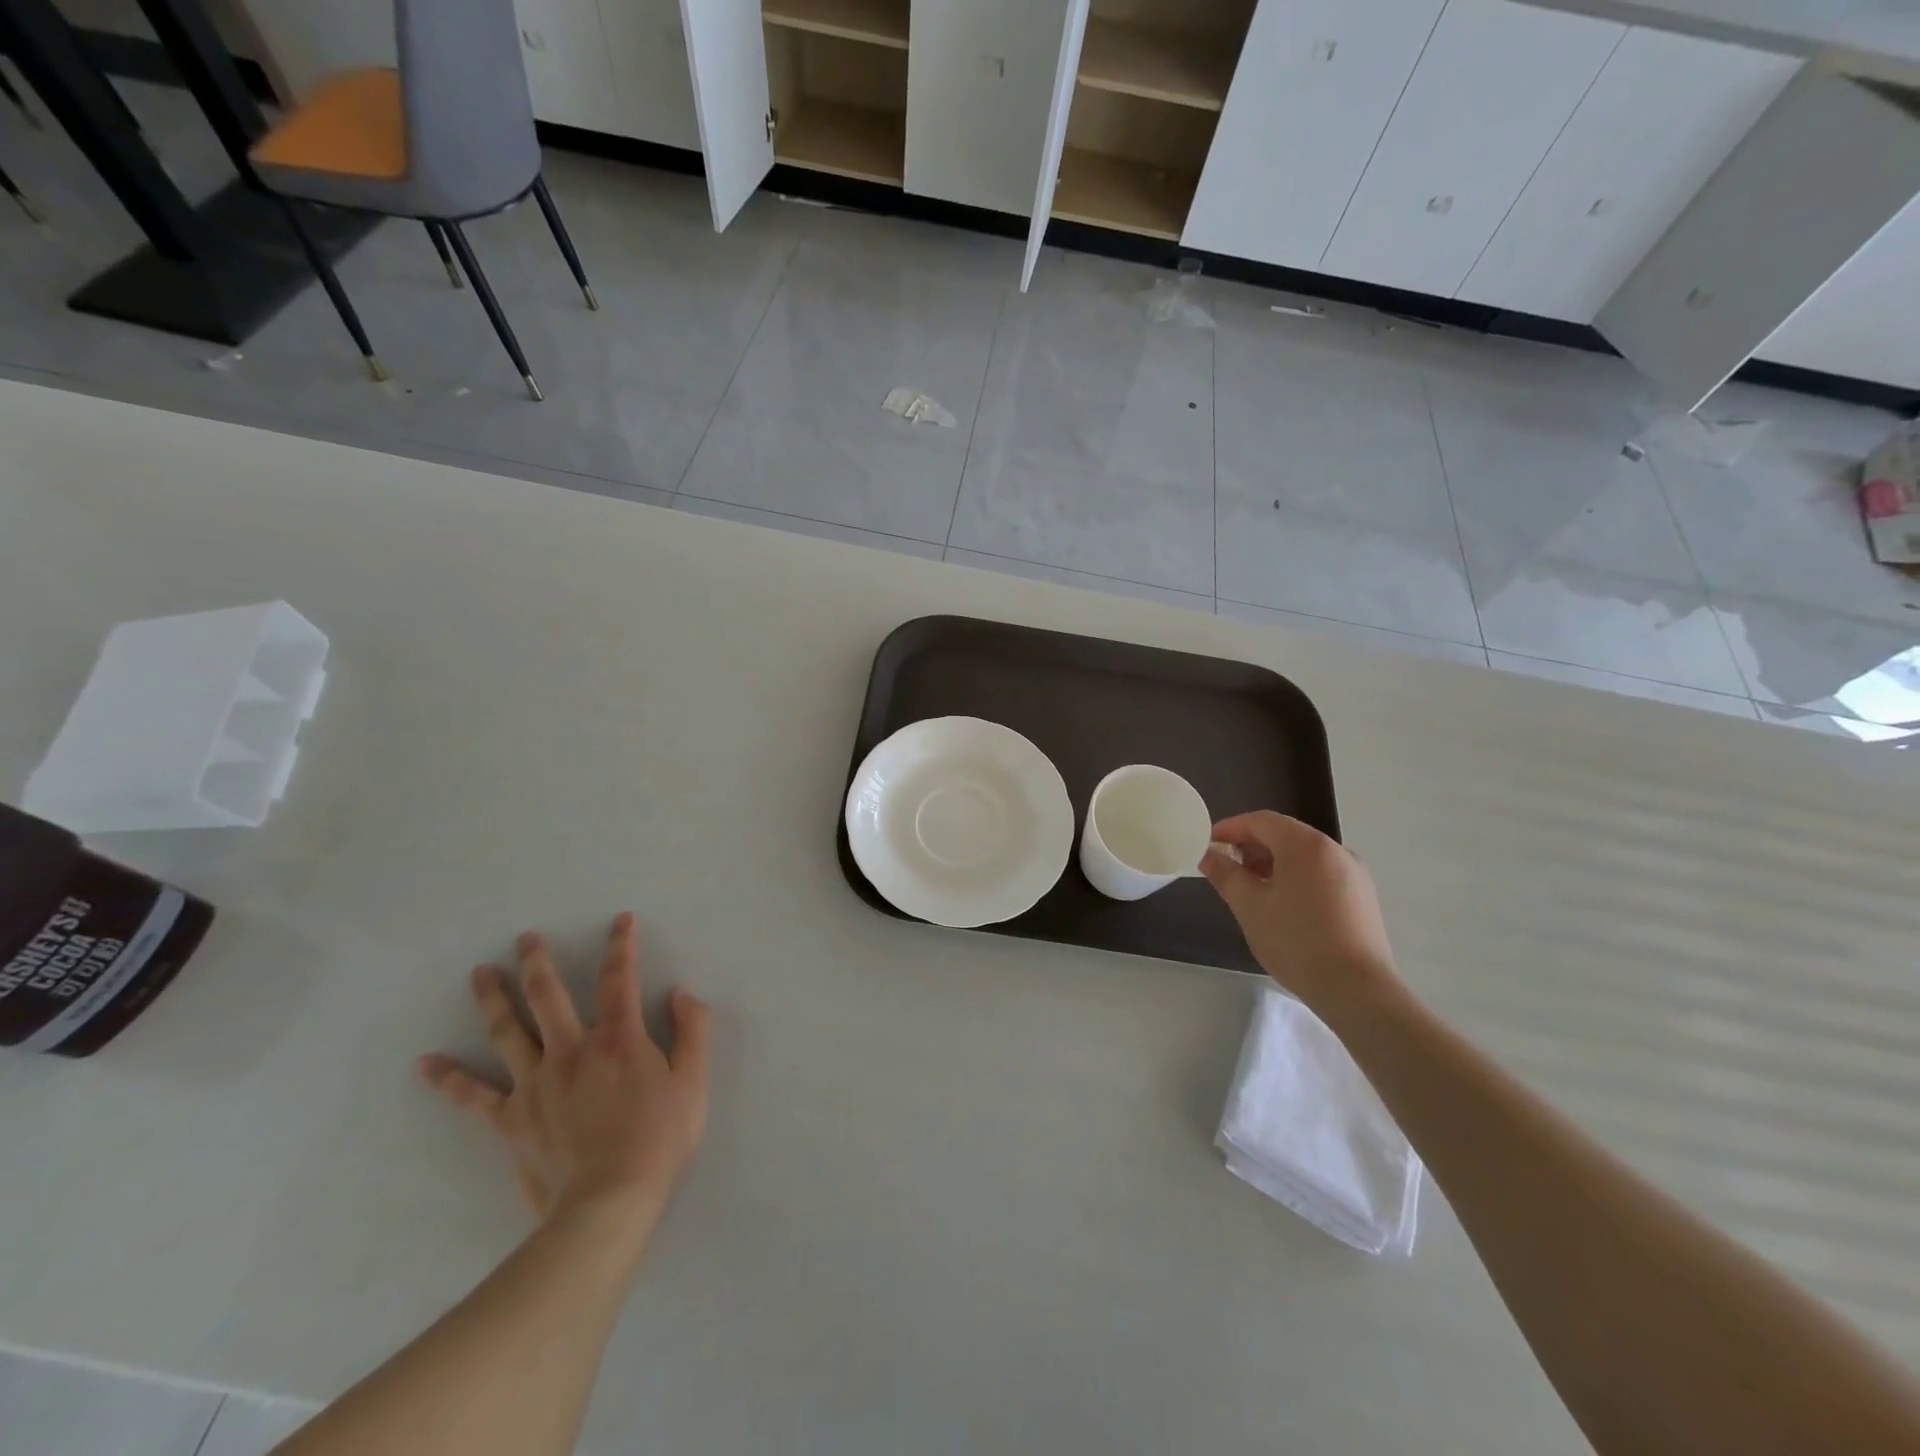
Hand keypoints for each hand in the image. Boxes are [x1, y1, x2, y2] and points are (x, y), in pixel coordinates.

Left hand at [418, 913, 711, 1233]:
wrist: (609, 1202)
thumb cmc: (659, 1139)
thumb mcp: (694, 1082)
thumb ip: (692, 1031)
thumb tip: (679, 994)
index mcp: (619, 1039)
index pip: (620, 980)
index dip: (621, 946)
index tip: (620, 920)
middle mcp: (572, 1050)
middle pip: (548, 996)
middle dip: (538, 963)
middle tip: (525, 938)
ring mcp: (535, 1083)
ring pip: (508, 1032)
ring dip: (493, 999)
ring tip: (479, 973)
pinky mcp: (510, 1119)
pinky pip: (474, 1096)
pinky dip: (449, 1080)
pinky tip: (426, 1064)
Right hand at [1201, 812, 1401, 1016]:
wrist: (1357, 990)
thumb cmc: (1296, 941)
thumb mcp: (1250, 906)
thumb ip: (1225, 875)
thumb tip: (1208, 855)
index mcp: (1306, 845)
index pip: (1262, 821)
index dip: (1230, 828)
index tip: (1207, 843)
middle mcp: (1335, 850)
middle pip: (1285, 835)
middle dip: (1251, 847)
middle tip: (1225, 867)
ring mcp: (1354, 874)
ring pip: (1304, 856)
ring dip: (1272, 863)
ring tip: (1249, 889)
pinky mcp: (1362, 898)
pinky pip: (1321, 874)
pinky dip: (1295, 878)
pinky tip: (1281, 905)